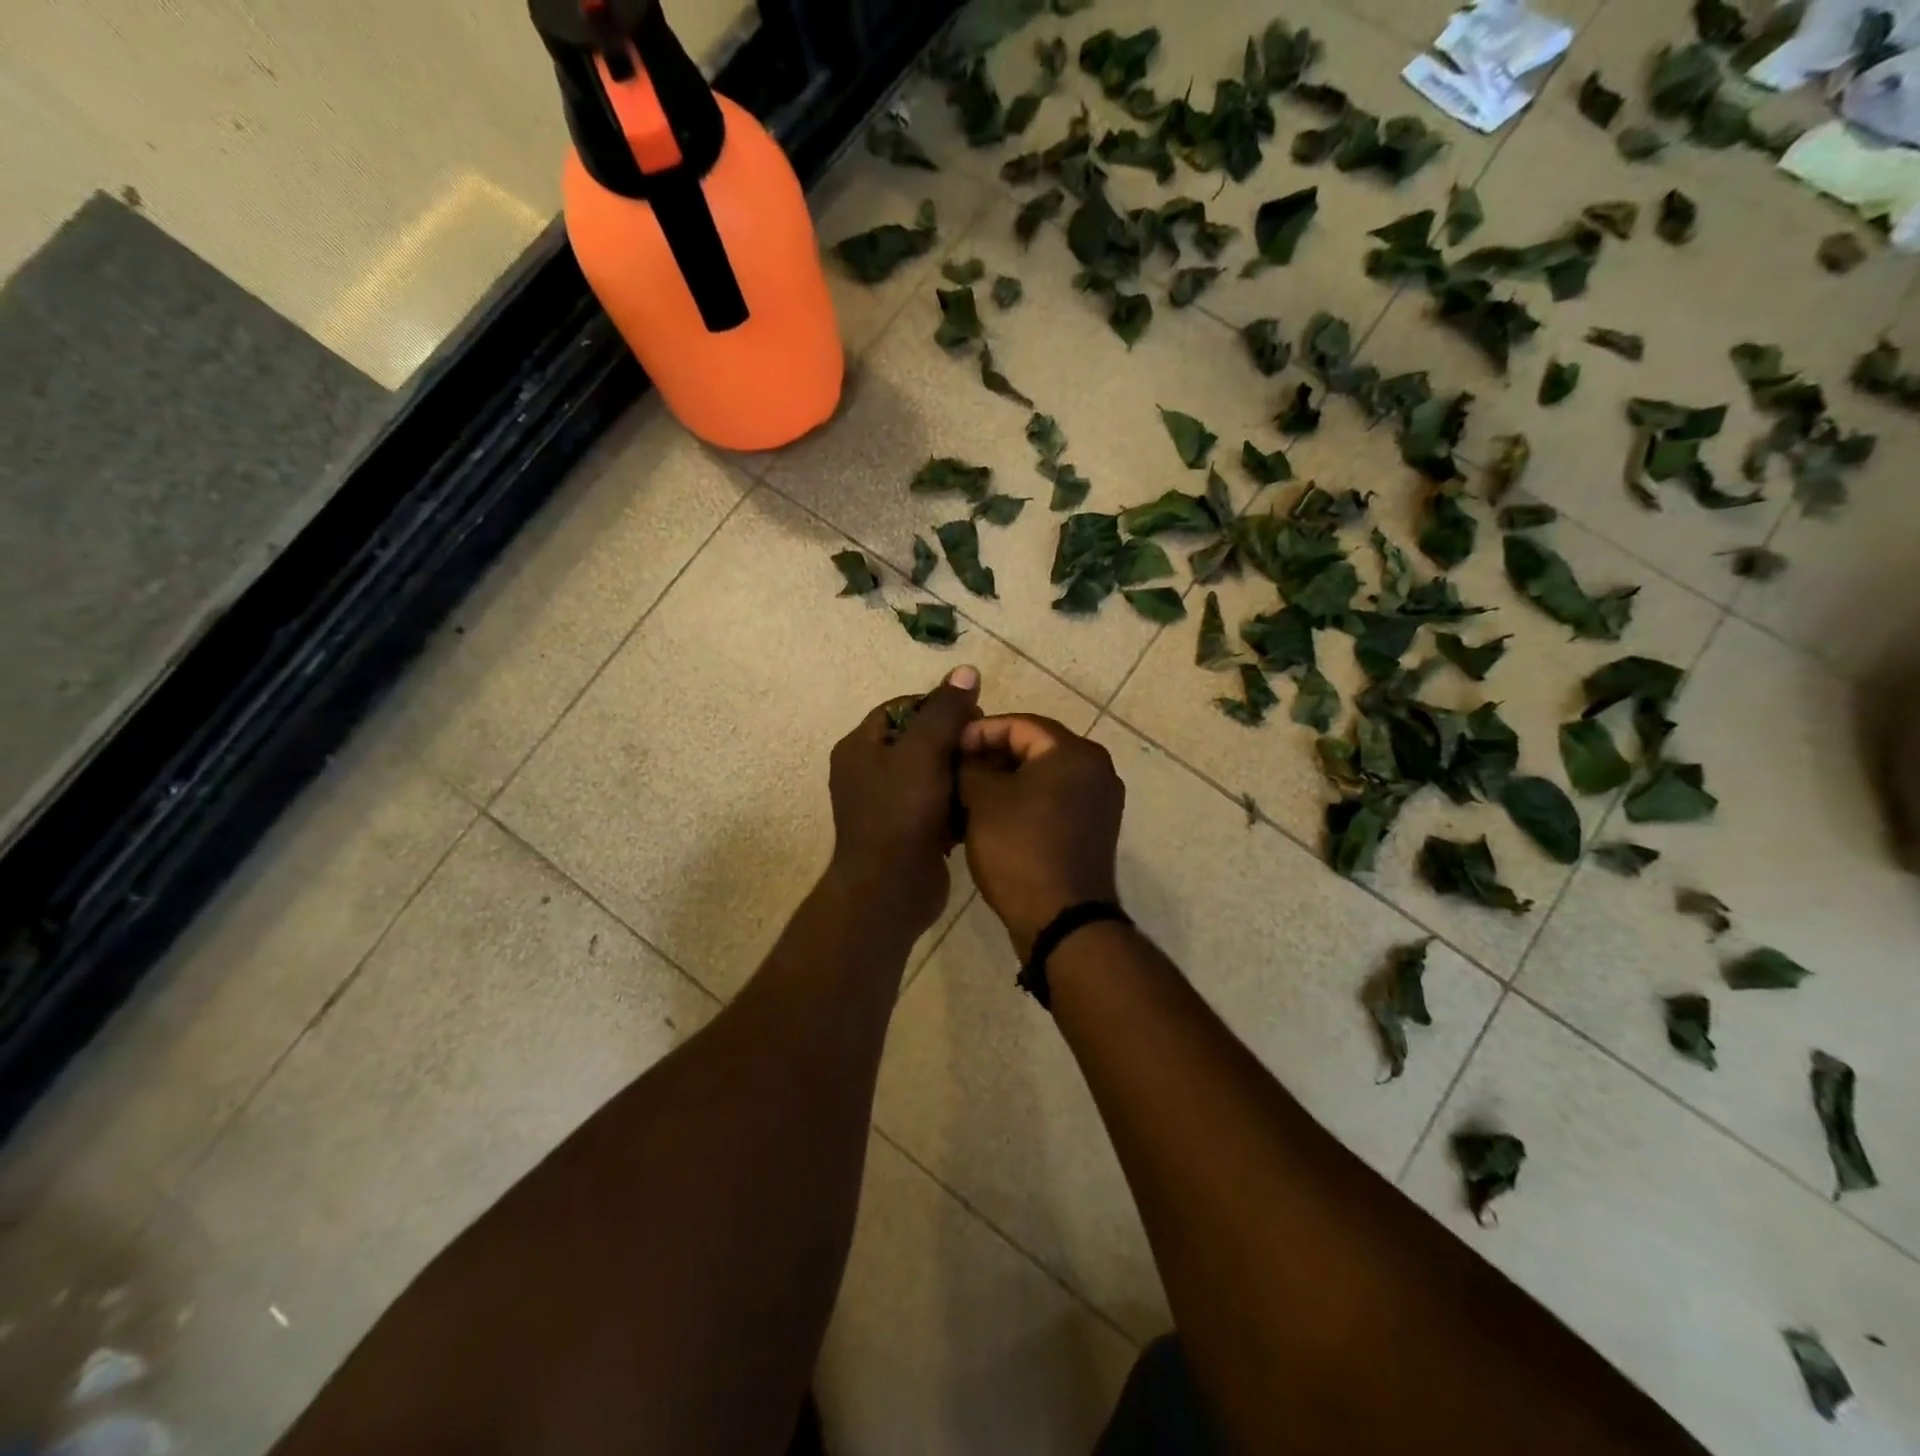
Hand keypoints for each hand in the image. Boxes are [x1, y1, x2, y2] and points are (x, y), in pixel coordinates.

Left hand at [825, 666, 981, 936]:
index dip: (939, 705)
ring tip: (988, 772)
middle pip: (919, 739)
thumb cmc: (901, 813)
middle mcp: (868, 772)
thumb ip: (945, 710)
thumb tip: (966, 670)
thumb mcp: (923, 752)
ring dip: (959, 771)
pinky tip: (980, 802)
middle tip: (984, 746)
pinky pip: (935, 803)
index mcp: (860, 746)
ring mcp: (887, 804)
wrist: (891, 890)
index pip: (903, 707)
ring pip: (931, 773)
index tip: (974, 715)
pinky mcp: (907, 831)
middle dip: (953, 740)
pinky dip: (956, 801)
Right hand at [958, 715, 1124, 959]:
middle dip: (991, 757)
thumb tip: (965, 757)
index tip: (949, 748)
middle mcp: (1096, 769)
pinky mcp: (1092, 830)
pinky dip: (1022, 803)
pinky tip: (991, 818)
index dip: (979, 732)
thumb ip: (970, 766)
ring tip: (966, 796)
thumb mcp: (983, 800)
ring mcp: (1099, 802)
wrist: (1062, 920)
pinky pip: (1052, 802)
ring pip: (1041, 778)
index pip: (1019, 723)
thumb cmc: (1020, 849)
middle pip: (1033, 748)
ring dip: (1004, 782)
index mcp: (1074, 752)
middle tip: (954, 772)